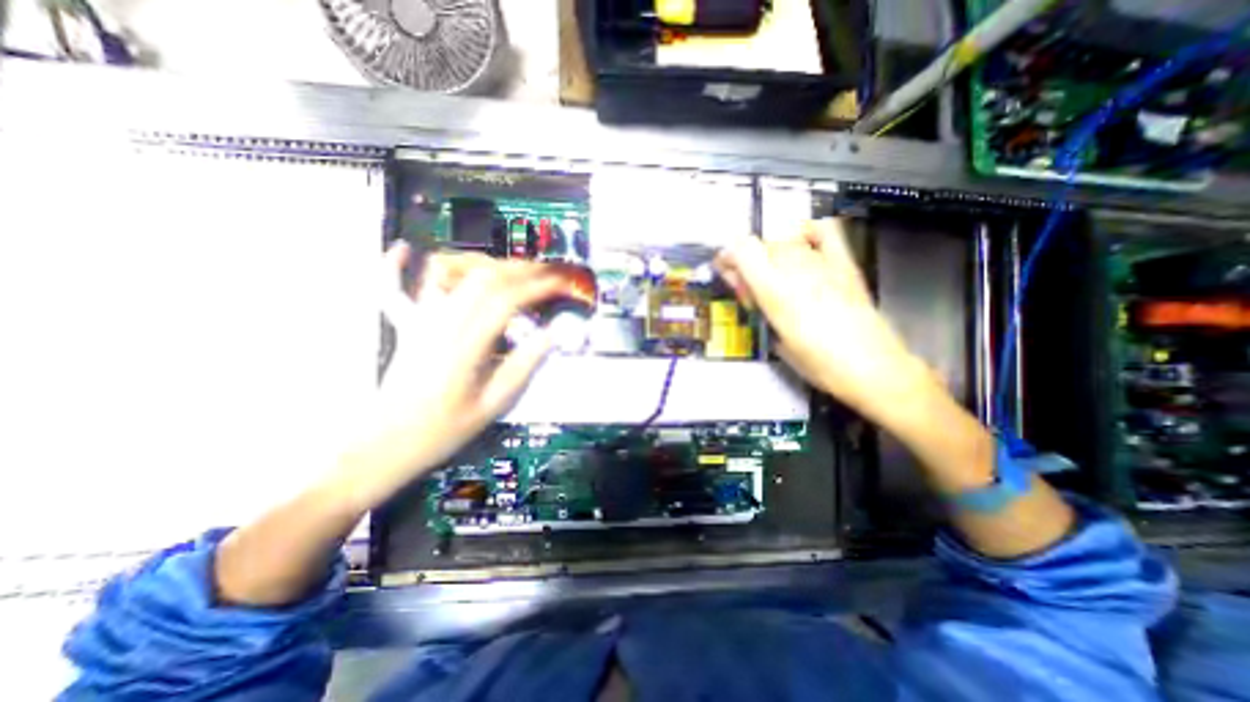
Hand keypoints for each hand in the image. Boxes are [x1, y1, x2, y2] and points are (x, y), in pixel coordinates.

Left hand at [364, 241, 565, 487]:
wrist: (385, 443)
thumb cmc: (442, 429)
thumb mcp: (492, 405)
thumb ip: (523, 366)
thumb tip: (551, 336)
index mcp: (465, 346)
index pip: (507, 300)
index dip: (538, 287)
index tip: (560, 283)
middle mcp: (441, 324)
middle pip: (484, 279)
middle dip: (521, 269)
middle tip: (546, 272)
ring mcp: (419, 321)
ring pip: (453, 276)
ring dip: (487, 265)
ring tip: (514, 267)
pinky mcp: (406, 326)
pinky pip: (394, 288)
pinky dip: (396, 265)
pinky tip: (405, 248)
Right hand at [718, 223, 930, 425]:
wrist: (872, 367)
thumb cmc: (818, 363)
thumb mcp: (775, 339)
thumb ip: (758, 307)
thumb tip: (747, 290)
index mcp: (775, 290)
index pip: (742, 249)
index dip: (728, 256)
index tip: (726, 271)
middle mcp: (796, 268)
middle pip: (761, 245)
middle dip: (748, 261)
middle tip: (750, 287)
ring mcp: (823, 262)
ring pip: (786, 240)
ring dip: (772, 255)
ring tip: (776, 276)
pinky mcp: (845, 263)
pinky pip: (824, 231)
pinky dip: (807, 232)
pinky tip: (802, 244)